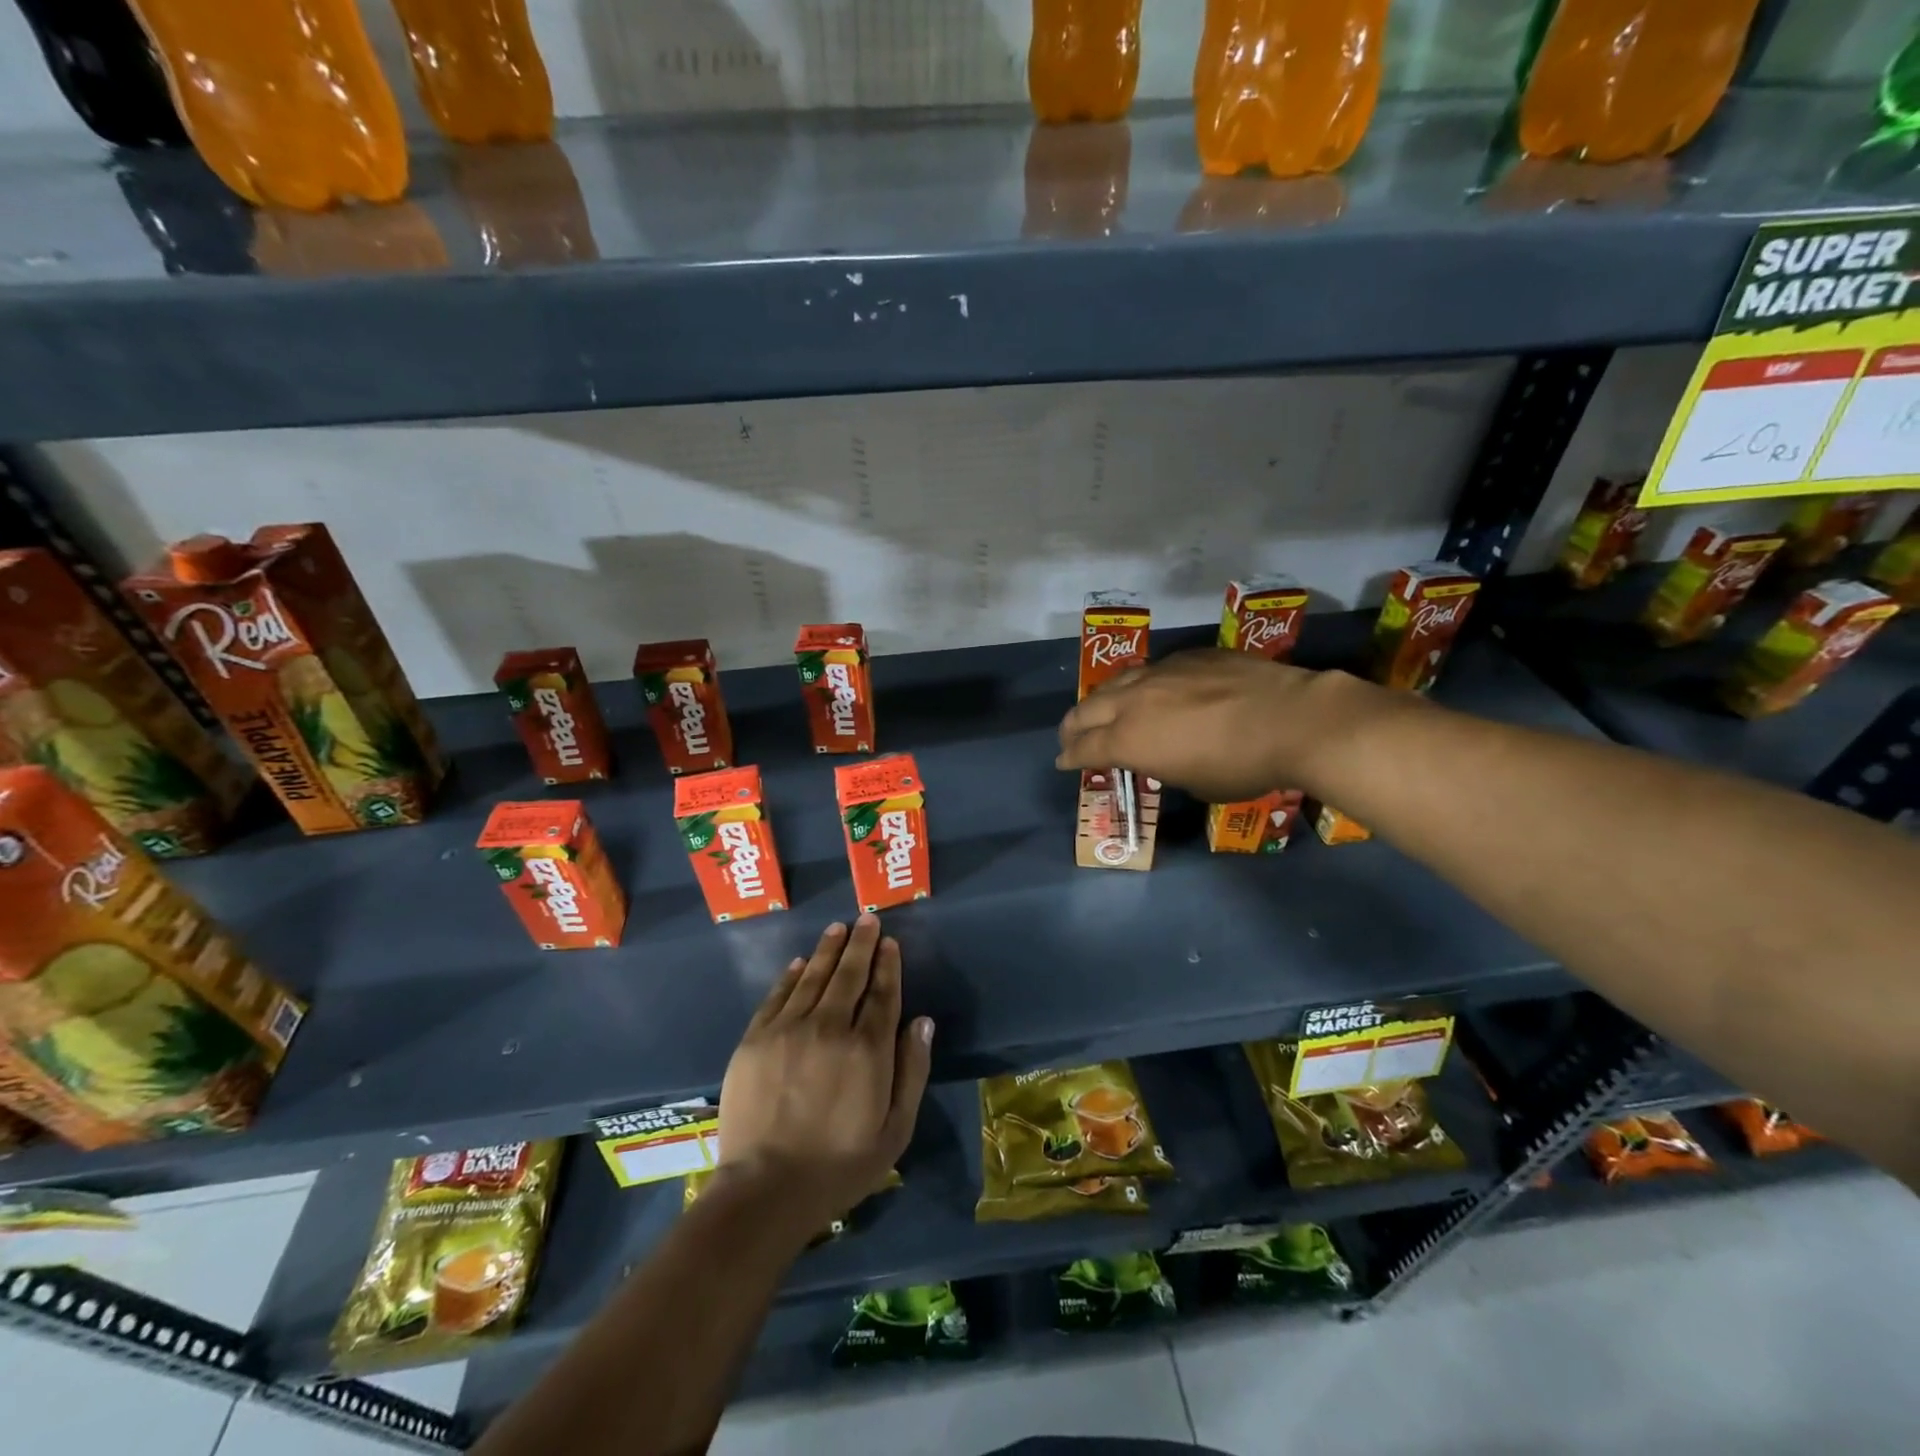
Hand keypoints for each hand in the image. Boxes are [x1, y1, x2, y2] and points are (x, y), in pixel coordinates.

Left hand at [718, 916, 932, 1234]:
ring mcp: (789, 1030)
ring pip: (814, 977)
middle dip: (861, 944)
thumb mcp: (895, 1130)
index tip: (890, 942)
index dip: (887, 965)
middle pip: (849, 975)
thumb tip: (922, 1021)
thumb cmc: (840, 1166)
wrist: (766, 1190)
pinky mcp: (756, 1039)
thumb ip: (912, 1071)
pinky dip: (791, 975)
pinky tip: (800, 962)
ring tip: (839, 928)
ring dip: (829, 950)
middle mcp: (830, 1027)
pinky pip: (777, 995)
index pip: (882, 993)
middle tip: (867, 919)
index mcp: (868, 1049)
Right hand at [1056, 649, 1371, 802]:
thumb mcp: (1193, 782)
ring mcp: (1160, 672)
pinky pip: (1151, 670)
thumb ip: (1162, 764)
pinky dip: (1140, 686)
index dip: (1070, 758)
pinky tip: (1151, 691)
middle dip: (1072, 727)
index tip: (1063, 762)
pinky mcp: (1188, 656)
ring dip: (1101, 700)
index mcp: (1129, 740)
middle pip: (1087, 710)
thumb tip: (1160, 754)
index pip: (1085, 748)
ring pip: (1115, 683)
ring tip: (1101, 709)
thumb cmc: (1241, 766)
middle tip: (1069, 737)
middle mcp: (1134, 701)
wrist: (1292, 719)